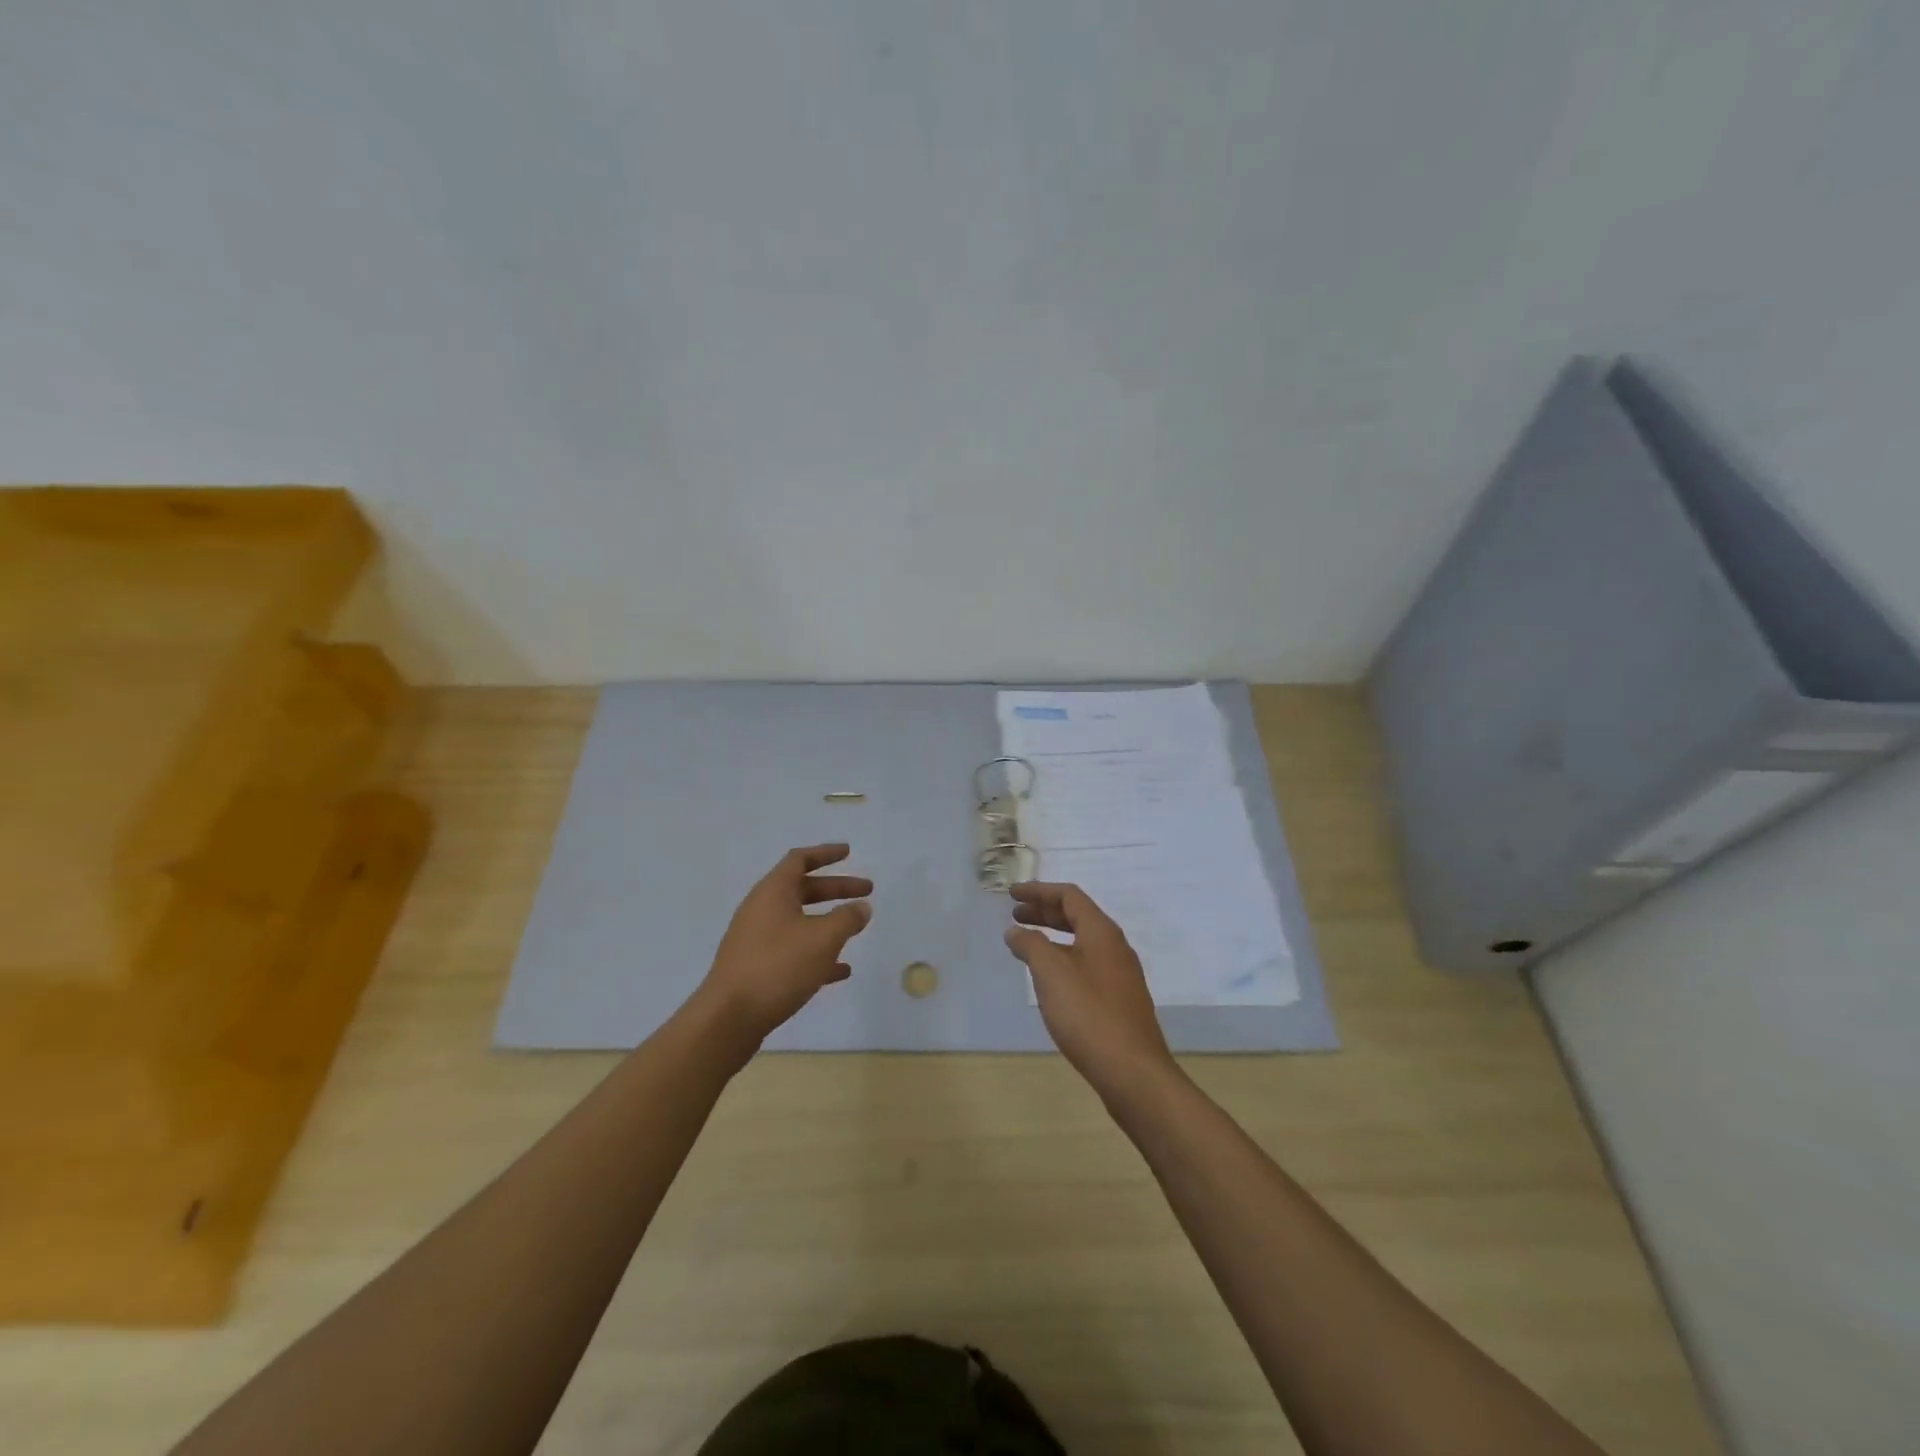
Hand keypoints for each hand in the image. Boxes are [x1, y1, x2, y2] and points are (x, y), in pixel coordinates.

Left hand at [698, 844, 872, 1047]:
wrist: (729, 1018)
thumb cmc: (778, 966)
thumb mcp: (822, 938)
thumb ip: (846, 918)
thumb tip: (861, 906)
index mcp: (773, 892)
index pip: (799, 860)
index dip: (825, 854)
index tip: (848, 852)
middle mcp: (761, 910)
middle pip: (802, 889)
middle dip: (835, 889)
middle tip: (866, 893)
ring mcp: (756, 940)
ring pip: (799, 921)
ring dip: (828, 922)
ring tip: (856, 929)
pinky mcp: (756, 968)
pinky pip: (792, 951)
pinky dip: (817, 953)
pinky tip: (841, 970)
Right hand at [1004, 882, 1177, 1093]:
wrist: (1132, 1071)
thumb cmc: (1088, 1014)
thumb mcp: (1051, 973)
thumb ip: (1030, 945)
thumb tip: (1015, 930)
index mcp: (1101, 932)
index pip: (1069, 896)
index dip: (1038, 891)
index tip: (1011, 895)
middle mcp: (1115, 947)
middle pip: (1077, 916)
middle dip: (1044, 912)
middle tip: (1015, 916)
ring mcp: (1120, 974)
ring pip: (1082, 942)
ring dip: (1053, 936)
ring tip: (1026, 945)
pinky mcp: (1119, 1000)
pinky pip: (1087, 964)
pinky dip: (1063, 959)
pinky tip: (1050, 979)